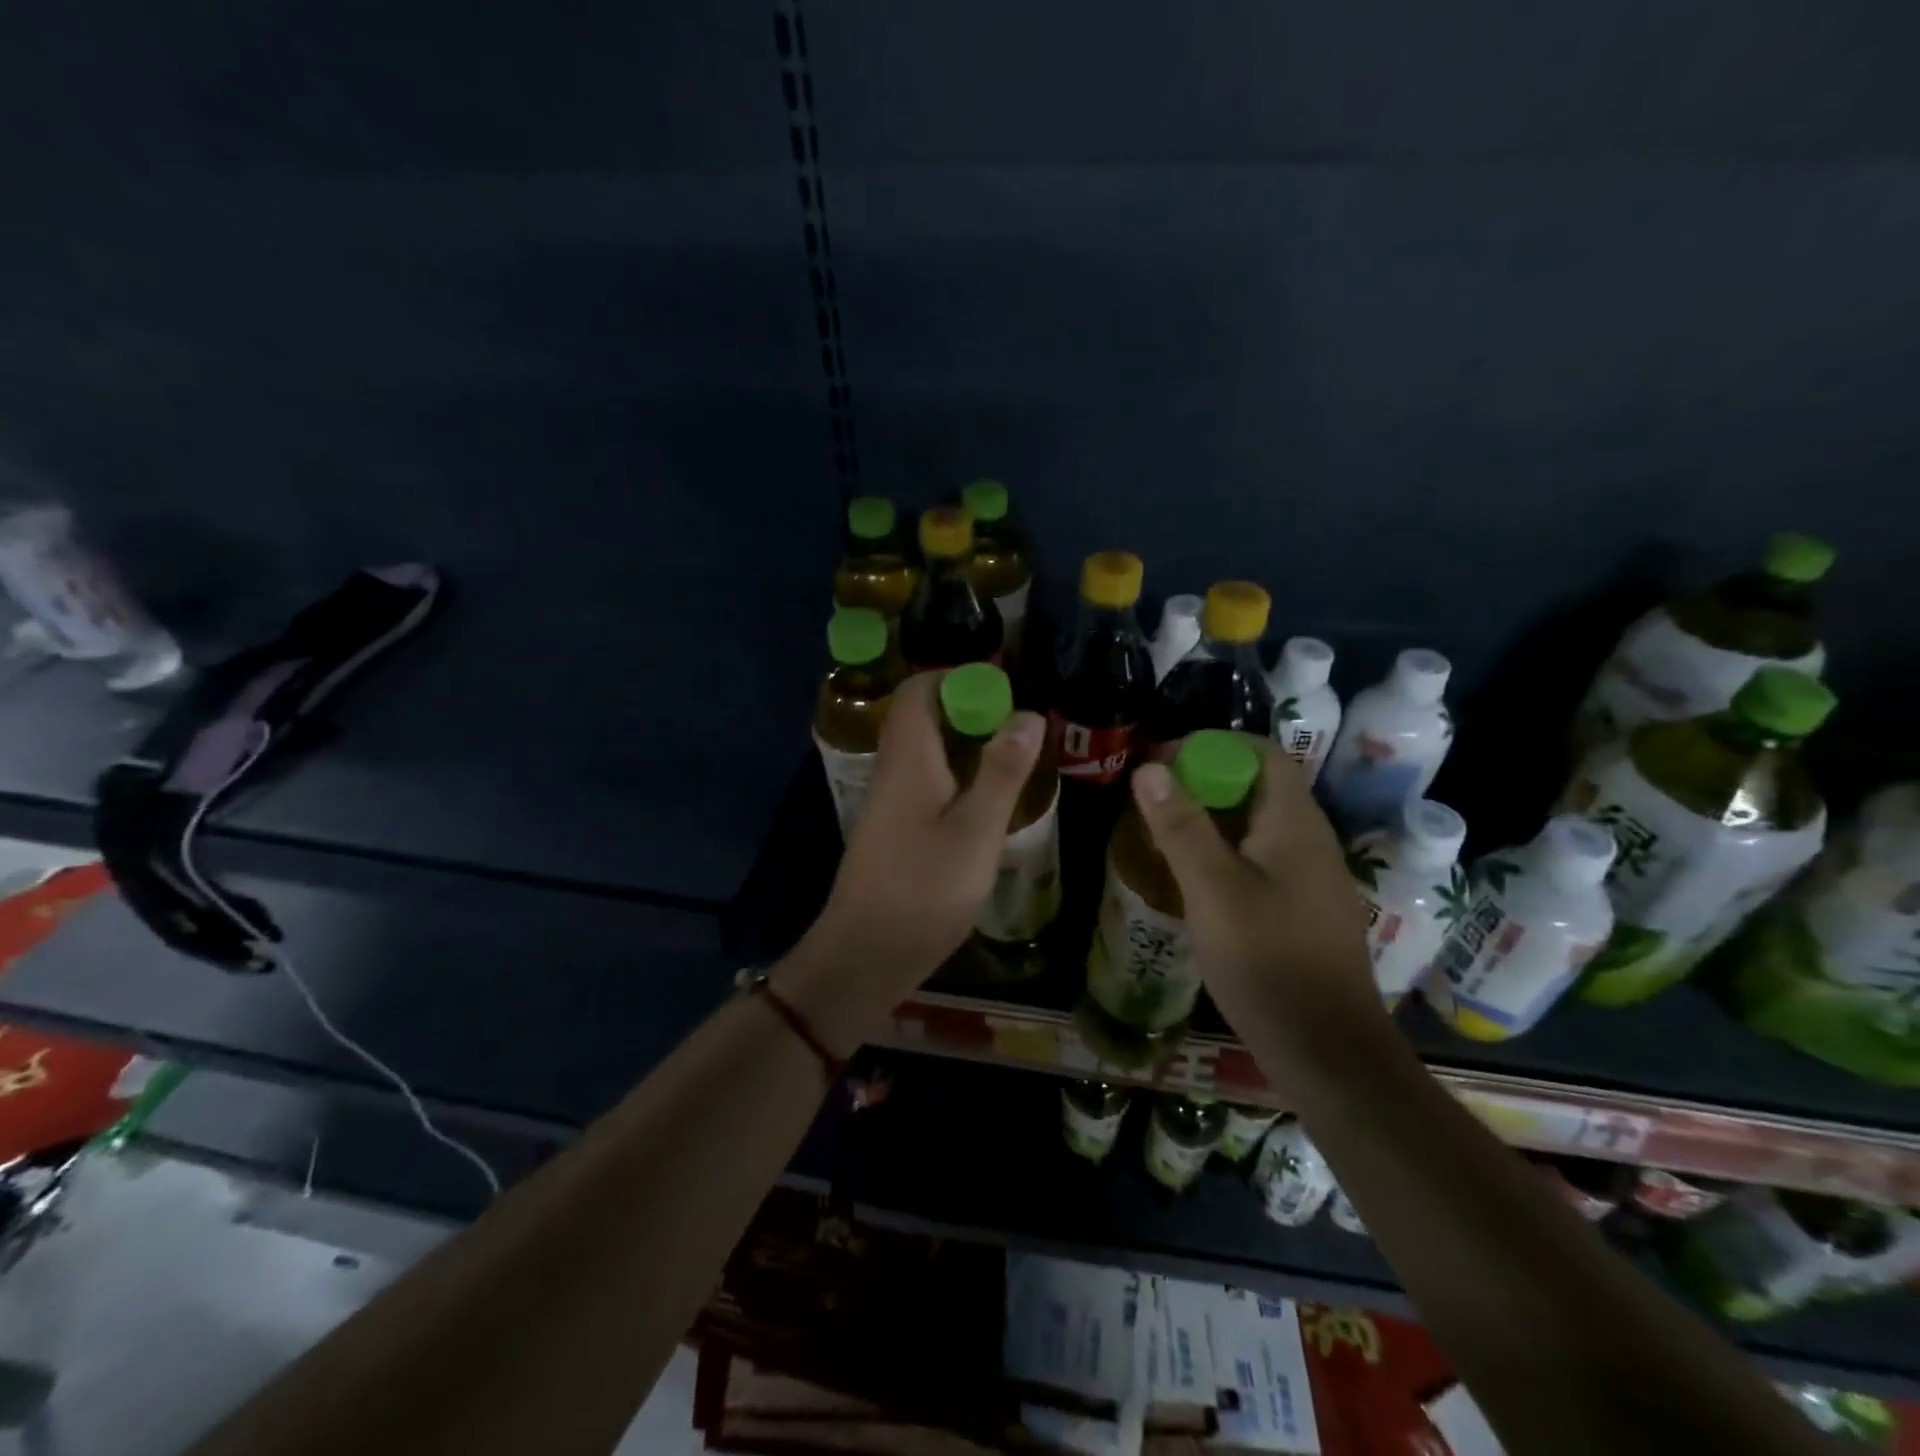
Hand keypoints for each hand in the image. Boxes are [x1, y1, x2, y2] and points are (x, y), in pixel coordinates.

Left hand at [794, 671, 1045, 1000]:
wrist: (866, 953)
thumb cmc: (925, 888)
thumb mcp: (977, 829)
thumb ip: (1002, 771)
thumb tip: (1027, 713)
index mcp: (908, 757)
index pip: (919, 690)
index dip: (958, 678)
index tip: (1004, 691)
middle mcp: (892, 769)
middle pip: (922, 717)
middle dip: (969, 711)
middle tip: (1018, 728)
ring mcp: (888, 801)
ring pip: (925, 751)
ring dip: (964, 745)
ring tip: (1011, 759)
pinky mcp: (892, 828)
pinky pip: (924, 781)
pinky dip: (955, 776)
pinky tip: (985, 802)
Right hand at [1129, 738, 1387, 1064]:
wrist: (1325, 1050)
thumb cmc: (1267, 961)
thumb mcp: (1213, 889)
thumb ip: (1181, 826)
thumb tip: (1150, 768)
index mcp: (1295, 824)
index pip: (1262, 753)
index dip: (1212, 745)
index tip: (1163, 762)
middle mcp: (1310, 840)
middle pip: (1258, 786)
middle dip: (1204, 781)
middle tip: (1153, 800)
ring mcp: (1311, 877)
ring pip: (1257, 825)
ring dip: (1211, 818)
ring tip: (1163, 834)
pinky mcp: (1303, 908)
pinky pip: (1261, 858)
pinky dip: (1224, 852)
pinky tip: (1194, 879)